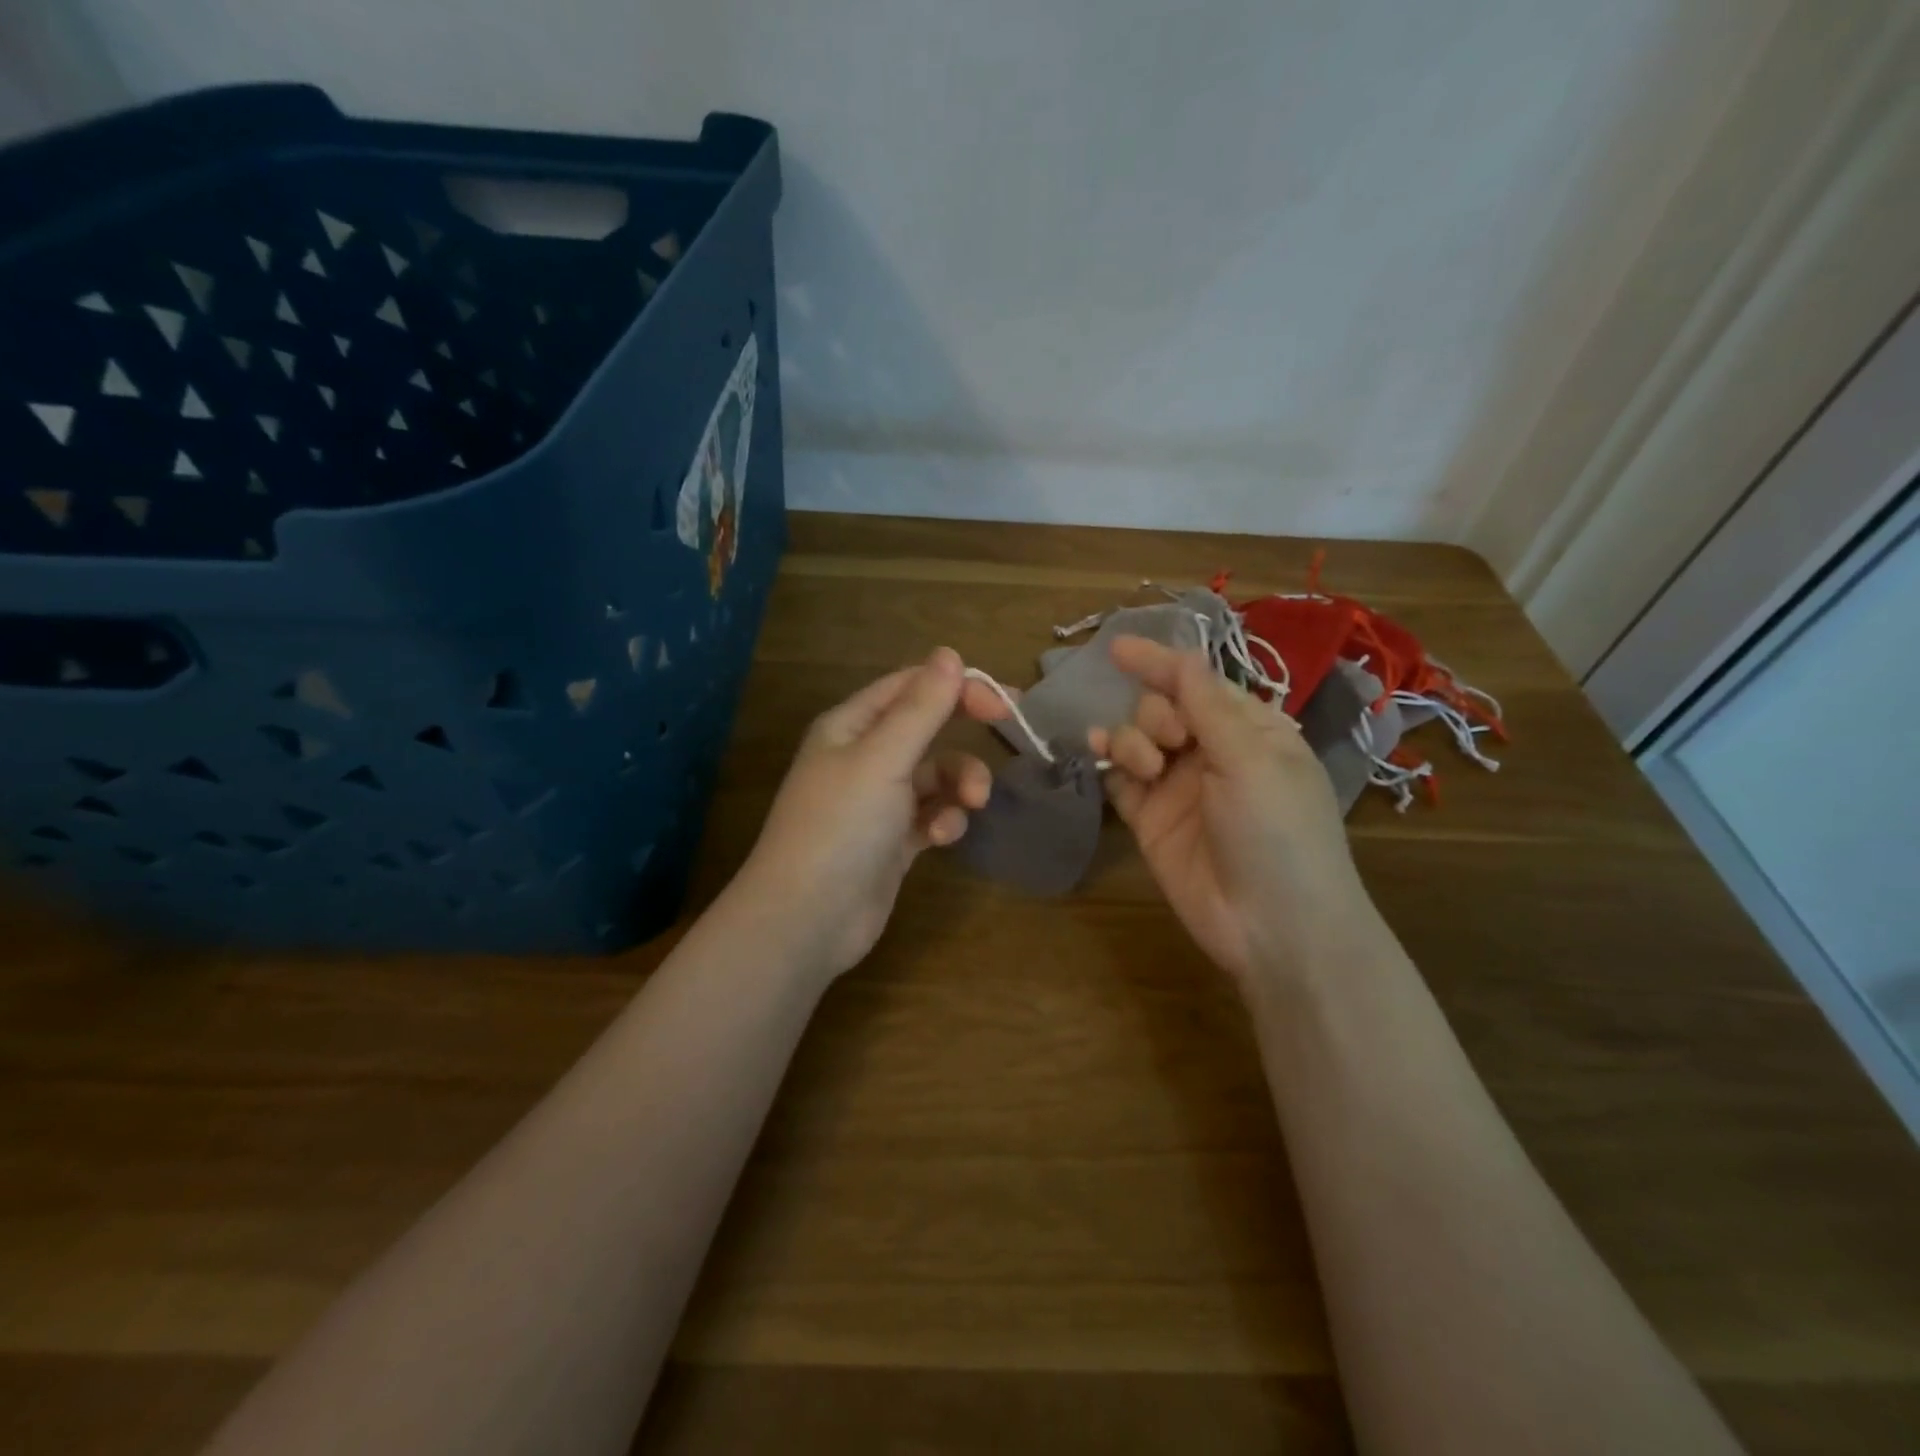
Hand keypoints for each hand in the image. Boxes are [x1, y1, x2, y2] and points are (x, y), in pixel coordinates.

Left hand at [731, 647, 1007, 977]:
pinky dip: (944, 820)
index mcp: (850, 726)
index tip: (1004, 701)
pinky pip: (931, 815)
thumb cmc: (841, 826)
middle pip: (926, 728)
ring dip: (960, 783)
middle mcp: (863, 757)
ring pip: (935, 775)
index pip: (910, 687)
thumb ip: (921, 708)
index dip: (957, 686)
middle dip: (965, 732)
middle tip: (1012, 731)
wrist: (807, 920)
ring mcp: (878, 802)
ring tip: (974, 802)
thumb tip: (950, 654)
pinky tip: (941, 837)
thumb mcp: (883, 759)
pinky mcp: (892, 841)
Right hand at [1089, 637, 1383, 991]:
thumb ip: (1208, 706)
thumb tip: (1182, 656)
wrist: (1273, 928)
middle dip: (1156, 713)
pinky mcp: (1150, 820)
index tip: (1117, 648)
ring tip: (1146, 767)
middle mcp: (1212, 753)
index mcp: (1251, 730)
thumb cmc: (1278, 832)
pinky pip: (1119, 778)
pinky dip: (1108, 763)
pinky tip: (1098, 755)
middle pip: (1162, 708)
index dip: (1160, 663)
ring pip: (1136, 739)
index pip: (1199, 683)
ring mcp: (1178, 787)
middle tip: (1172, 741)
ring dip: (1131, 739)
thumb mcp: (1252, 760)